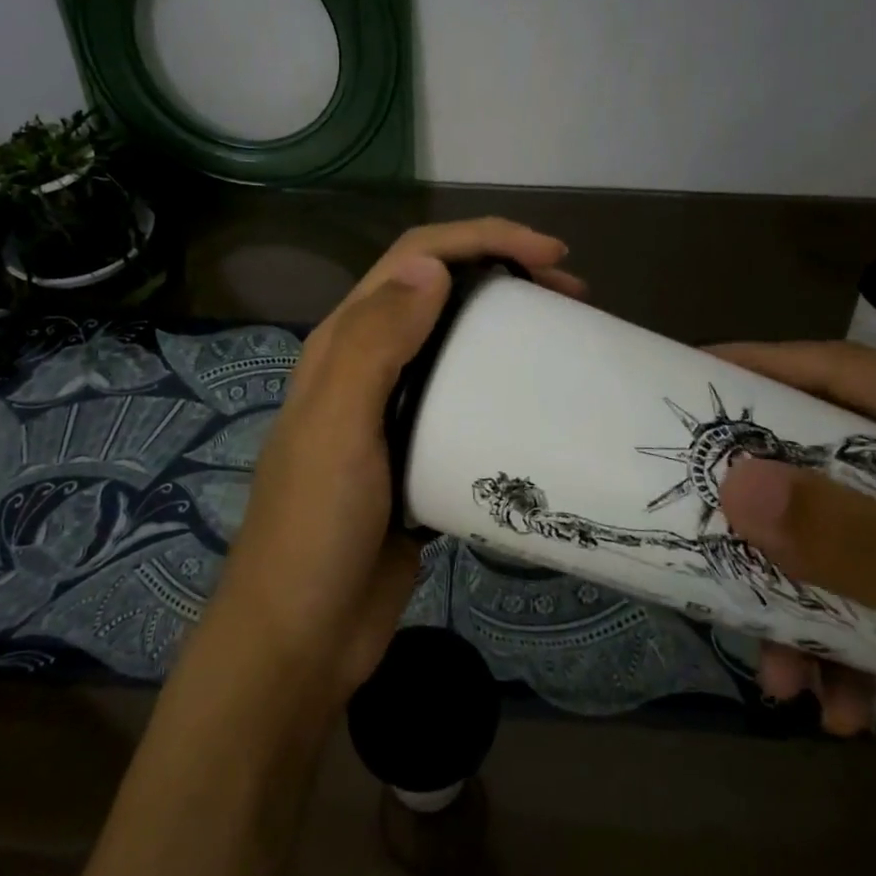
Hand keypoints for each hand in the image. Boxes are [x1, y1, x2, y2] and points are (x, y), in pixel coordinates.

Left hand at [204, 219, 582, 718]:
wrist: (302, 635)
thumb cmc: (315, 527)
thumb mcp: (338, 427)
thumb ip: (375, 342)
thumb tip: (432, 265)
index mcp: (343, 344)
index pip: (414, 260)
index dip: (480, 240)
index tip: (550, 256)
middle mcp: (368, 366)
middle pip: (441, 293)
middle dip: (504, 273)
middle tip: (573, 293)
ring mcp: (394, 412)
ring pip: (457, 344)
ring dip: (507, 327)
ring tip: (566, 336)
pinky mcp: (420, 454)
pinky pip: (467, 401)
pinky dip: (503, 385)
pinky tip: (538, 401)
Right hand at [710, 342, 875, 871]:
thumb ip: (852, 536)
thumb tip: (733, 481)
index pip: (847, 370)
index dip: (764, 366)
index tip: (690, 375)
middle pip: (834, 461)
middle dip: (770, 508)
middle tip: (701, 520)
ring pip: (848, 538)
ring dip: (804, 601)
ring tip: (776, 669)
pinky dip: (847, 644)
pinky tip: (837, 705)